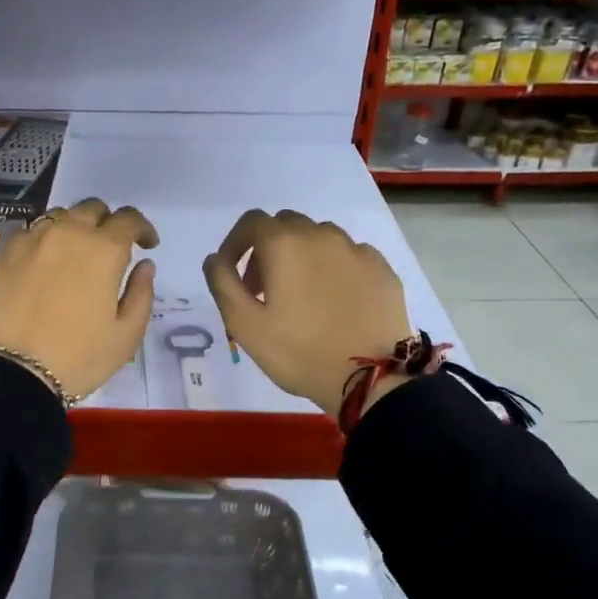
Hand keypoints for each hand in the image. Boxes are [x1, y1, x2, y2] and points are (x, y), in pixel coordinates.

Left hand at [0, 198, 157, 400]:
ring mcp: (31, 239)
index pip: (129, 219)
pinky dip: (43, 240)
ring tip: (75, 255)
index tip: (147, 245)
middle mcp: (67, 233)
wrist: (12, 373)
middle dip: (107, 223)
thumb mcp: (126, 335)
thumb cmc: (78, 358)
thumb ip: (141, 293)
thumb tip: (144, 265)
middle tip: (110, 250)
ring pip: (59, 216)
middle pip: (92, 209)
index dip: (142, 228)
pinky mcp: (3, 253)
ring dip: (74, 228)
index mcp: (103, 250)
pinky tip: (43, 264)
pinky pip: (29, 232)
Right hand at [202, 209, 411, 420]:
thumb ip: (222, 283)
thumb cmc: (298, 352)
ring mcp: (357, 250)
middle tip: (263, 289)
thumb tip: (215, 258)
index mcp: (285, 244)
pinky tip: (335, 302)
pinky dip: (334, 269)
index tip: (233, 274)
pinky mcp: (382, 269)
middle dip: (267, 249)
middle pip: (286, 225)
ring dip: (302, 256)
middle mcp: (322, 235)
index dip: (235, 243)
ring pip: (320, 238)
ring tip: (301, 296)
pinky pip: (349, 256)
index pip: (251, 222)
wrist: (370, 377)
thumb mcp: (244, 324)